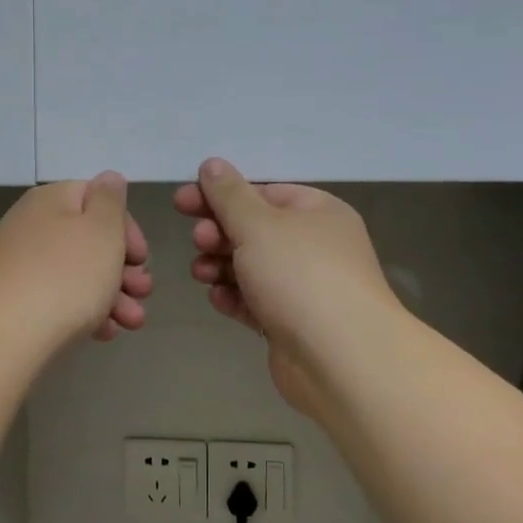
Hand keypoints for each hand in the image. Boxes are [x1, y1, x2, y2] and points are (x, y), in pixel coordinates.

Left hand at [0, 172, 151, 351]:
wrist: (6, 336)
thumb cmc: (66, 276)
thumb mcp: (102, 230)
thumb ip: (110, 200)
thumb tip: (109, 179)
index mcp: (51, 200)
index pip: (97, 199)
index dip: (127, 227)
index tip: (142, 258)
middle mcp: (32, 227)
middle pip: (90, 241)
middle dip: (124, 269)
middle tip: (143, 292)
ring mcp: (21, 266)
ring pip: (79, 274)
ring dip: (113, 296)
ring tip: (132, 323)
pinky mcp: (16, 302)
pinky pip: (60, 299)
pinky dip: (86, 312)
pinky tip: (104, 334)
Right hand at [174, 158, 400, 415]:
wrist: (341, 357)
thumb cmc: (300, 276)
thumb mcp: (259, 225)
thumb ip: (230, 195)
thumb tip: (212, 165)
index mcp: (318, 212)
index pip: (264, 193)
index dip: (221, 196)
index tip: (182, 202)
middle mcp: (315, 247)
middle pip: (256, 231)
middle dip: (220, 234)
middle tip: (199, 241)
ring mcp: (305, 288)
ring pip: (253, 269)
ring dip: (222, 267)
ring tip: (202, 273)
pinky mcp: (292, 324)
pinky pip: (256, 303)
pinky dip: (236, 298)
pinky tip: (218, 300)